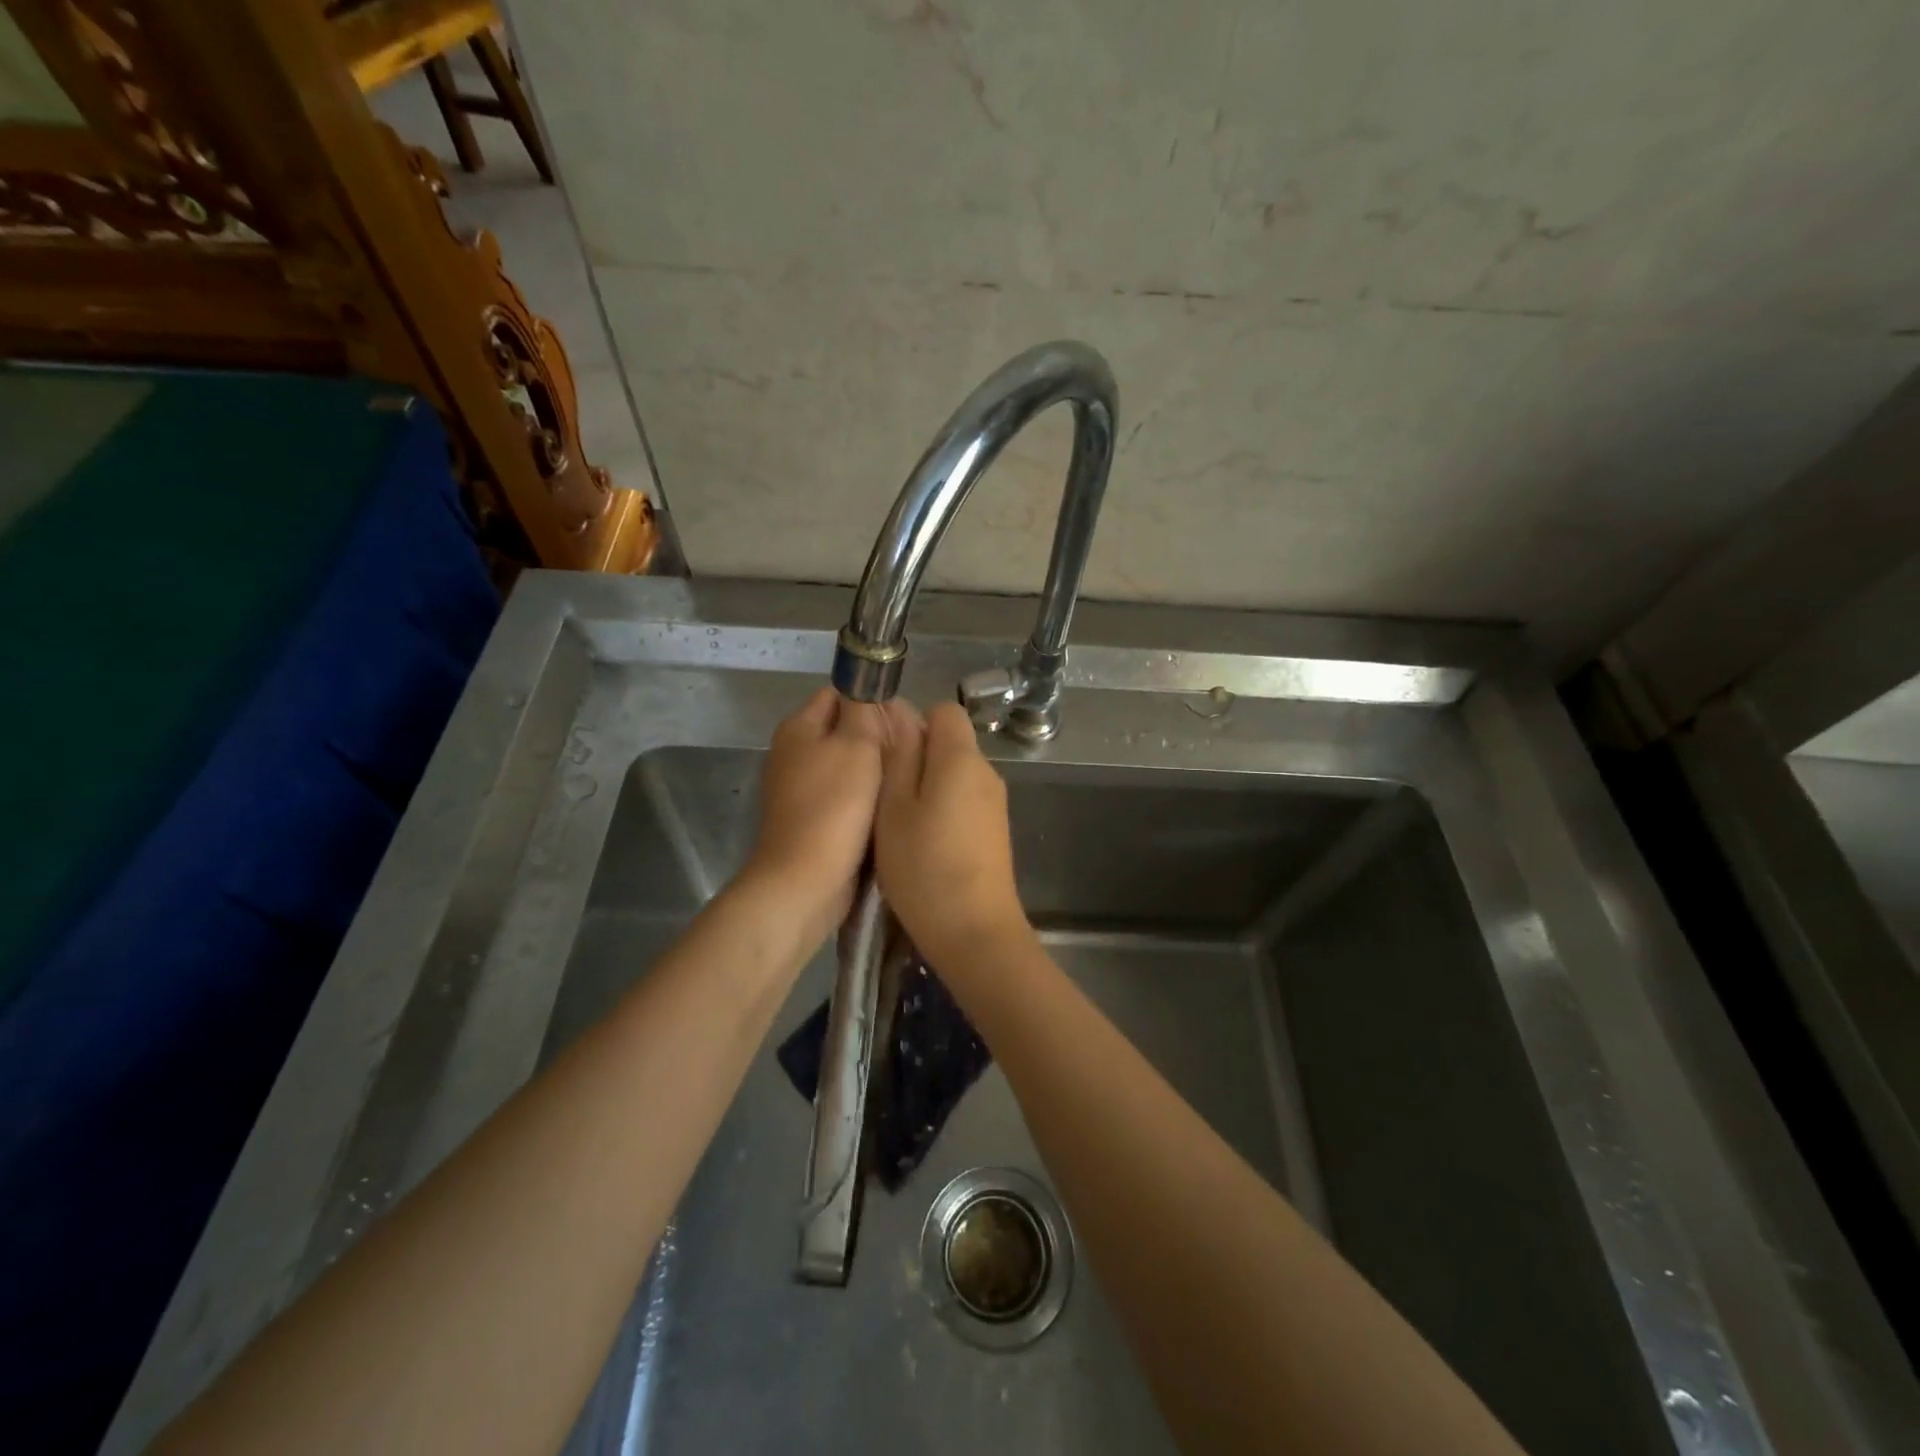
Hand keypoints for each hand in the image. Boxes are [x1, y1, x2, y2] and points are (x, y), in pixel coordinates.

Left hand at [747, 687, 886, 927]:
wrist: (806, 880)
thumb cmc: (834, 806)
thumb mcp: (857, 745)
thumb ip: (864, 710)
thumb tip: (866, 689)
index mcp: (798, 727)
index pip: (838, 693)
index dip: (871, 700)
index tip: (903, 720)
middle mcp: (793, 753)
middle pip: (843, 730)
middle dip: (877, 738)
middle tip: (912, 752)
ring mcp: (800, 789)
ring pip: (847, 766)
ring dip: (874, 772)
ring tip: (905, 780)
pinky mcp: (811, 819)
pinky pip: (845, 796)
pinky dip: (864, 800)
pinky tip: (887, 808)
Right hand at [874, 700, 1029, 969]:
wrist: (974, 931)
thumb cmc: (923, 866)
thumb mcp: (894, 808)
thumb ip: (899, 756)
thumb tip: (901, 714)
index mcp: (961, 758)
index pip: (945, 711)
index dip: (915, 722)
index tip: (889, 754)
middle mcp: (986, 772)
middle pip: (951, 743)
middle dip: (918, 757)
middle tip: (885, 795)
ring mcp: (995, 803)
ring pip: (956, 774)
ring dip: (928, 787)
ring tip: (900, 824)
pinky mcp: (996, 830)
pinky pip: (966, 800)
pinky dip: (944, 809)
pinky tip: (925, 843)